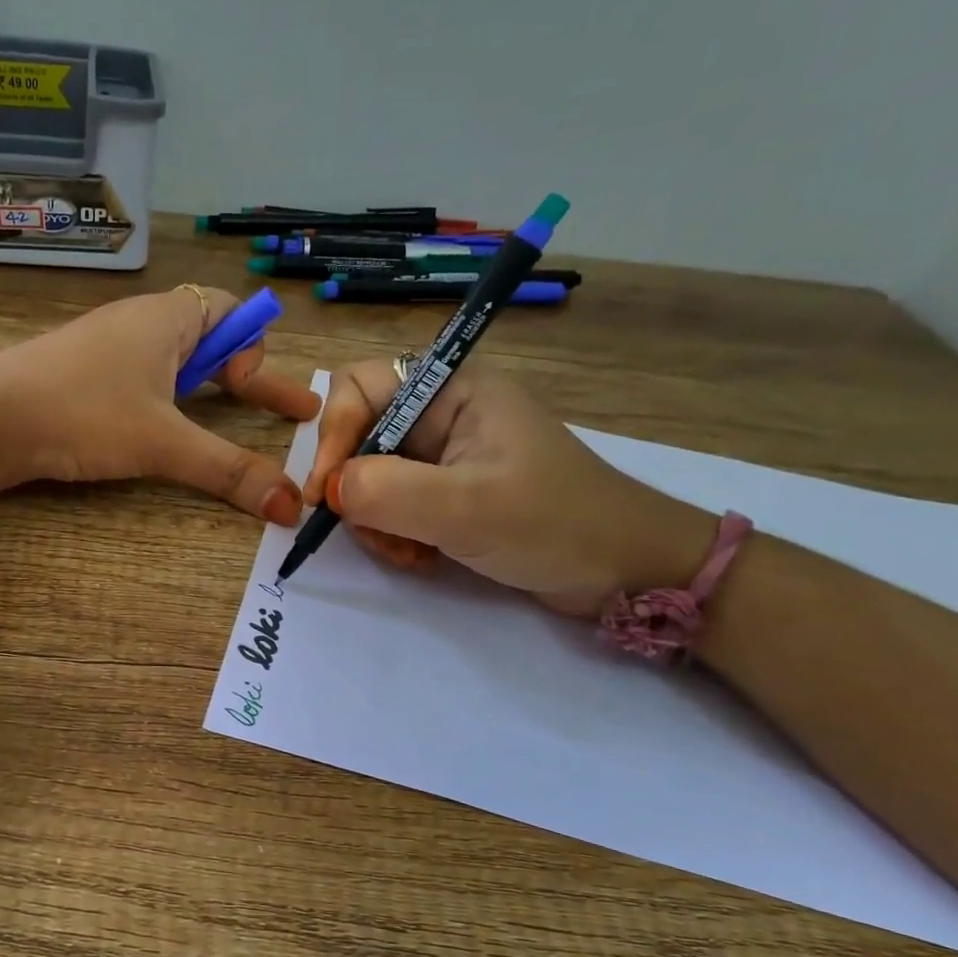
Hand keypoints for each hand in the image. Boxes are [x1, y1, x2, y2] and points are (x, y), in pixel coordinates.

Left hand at [0, 286, 320, 522]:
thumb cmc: (82, 413)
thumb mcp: (163, 443)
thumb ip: (229, 471)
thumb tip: (294, 507)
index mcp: (165, 318)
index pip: (231, 310)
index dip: (255, 347)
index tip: (255, 392)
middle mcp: (137, 324)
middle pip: (207, 337)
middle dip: (243, 375)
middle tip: (276, 410)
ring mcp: (103, 349)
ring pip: (170, 361)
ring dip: (202, 389)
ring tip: (218, 419)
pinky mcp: (78, 377)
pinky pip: (138, 380)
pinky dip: (164, 401)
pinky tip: (155, 430)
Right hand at [302, 359, 716, 615]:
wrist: (628, 570)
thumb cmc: (555, 523)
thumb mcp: (467, 507)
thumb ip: (388, 491)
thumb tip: (331, 490)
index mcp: (452, 390)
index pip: (359, 386)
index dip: (333, 434)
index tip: (329, 493)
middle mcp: (443, 415)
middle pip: (359, 437)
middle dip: (357, 490)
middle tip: (375, 534)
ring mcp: (446, 457)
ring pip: (371, 478)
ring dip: (375, 521)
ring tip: (407, 554)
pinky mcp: (449, 493)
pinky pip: (393, 505)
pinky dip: (394, 535)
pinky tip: (420, 558)